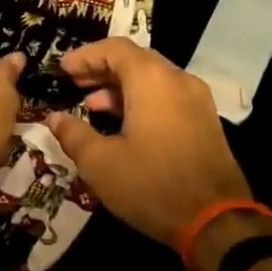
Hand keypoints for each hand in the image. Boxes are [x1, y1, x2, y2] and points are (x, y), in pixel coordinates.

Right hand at [45, 38, 269, 270]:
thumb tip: (54, 118)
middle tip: (74, 83)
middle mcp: (178, 80)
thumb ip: (73, 134)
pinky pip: (168, 97)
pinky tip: (123, 125)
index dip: (85, 56)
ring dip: (121, 88)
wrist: (217, 222)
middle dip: (102, 69)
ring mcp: (197, 100)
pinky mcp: (206, 121)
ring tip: (92, 106)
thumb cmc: (152, 185)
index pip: (115, 49)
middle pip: (135, 60)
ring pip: (153, 79)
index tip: (62, 69)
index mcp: (152, 80)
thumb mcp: (100, 163)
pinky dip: (142, 100)